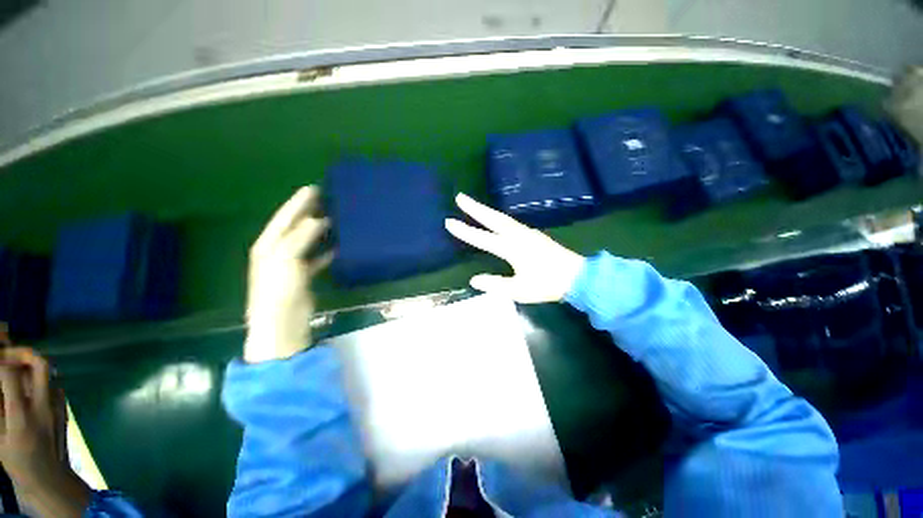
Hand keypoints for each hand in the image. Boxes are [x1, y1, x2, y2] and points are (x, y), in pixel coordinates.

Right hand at [0, 347, 89, 517]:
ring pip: (51, 373)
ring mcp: (58, 406)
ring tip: (17, 371)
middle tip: (8, 355)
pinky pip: (56, 386)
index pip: (11, 375)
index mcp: (22, 415)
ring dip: (33, 367)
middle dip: (24, 352)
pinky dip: (43, 381)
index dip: (0, 361)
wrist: (50, 479)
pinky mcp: (65, 410)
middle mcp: (44, 406)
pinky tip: (31, 389)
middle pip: (41, 364)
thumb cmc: (19, 462)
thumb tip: (0, 385)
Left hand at [245, 186, 333, 362]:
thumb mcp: (287, 258)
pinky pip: (315, 258)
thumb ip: (301, 236)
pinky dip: (325, 251)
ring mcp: (290, 264)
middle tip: (325, 199)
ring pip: (306, 241)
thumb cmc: (280, 288)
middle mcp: (277, 251)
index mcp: (268, 244)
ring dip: (317, 230)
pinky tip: (337, 248)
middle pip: (294, 227)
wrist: (282, 320)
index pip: (284, 217)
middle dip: (307, 212)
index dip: (298, 202)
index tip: (314, 188)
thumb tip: (318, 219)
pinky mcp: (302, 276)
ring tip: (333, 218)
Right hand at [445, 194, 585, 302]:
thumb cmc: (547, 284)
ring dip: (486, 210)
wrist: (577, 276)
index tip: (449, 222)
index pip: (483, 238)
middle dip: (475, 208)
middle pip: (493, 218)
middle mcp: (518, 236)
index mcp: (512, 248)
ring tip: (473, 205)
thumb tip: (474, 279)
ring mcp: (527, 233)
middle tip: (460, 197)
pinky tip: (496, 219)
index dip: (465, 232)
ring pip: (502, 218)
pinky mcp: (533, 235)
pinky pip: (510, 222)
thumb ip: (496, 284)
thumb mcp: (519, 290)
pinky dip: (498, 217)